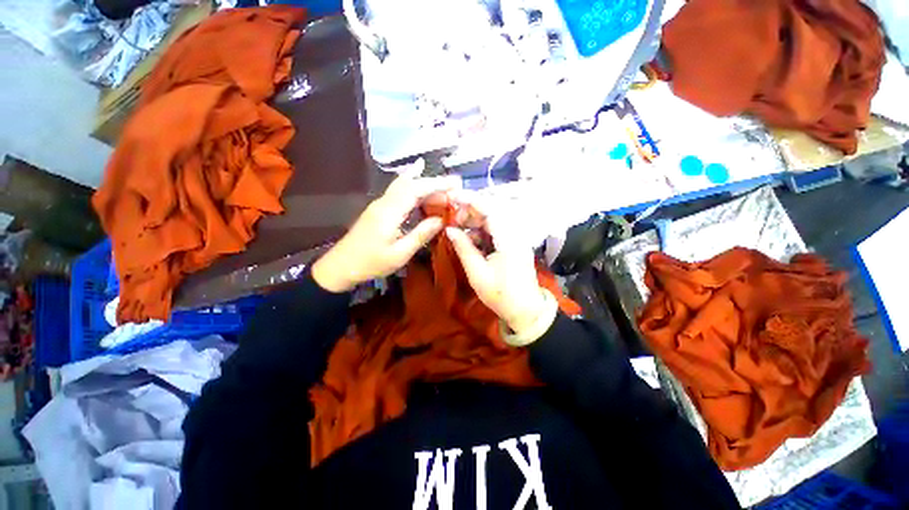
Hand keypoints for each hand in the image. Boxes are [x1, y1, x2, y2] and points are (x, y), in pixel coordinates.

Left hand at [312, 172, 460, 292]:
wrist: (340, 266)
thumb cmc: (371, 263)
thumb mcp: (400, 253)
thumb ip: (421, 234)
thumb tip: (441, 220)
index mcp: (390, 212)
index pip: (416, 189)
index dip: (437, 184)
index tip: (455, 183)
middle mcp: (384, 202)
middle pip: (410, 183)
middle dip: (433, 182)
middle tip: (454, 186)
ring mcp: (380, 204)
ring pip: (403, 185)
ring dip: (423, 183)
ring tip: (443, 185)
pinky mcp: (378, 209)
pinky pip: (398, 191)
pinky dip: (411, 183)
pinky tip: (416, 177)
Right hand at [445, 194, 555, 342]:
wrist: (525, 310)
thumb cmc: (501, 294)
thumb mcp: (477, 273)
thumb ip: (463, 248)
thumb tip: (449, 229)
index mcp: (508, 239)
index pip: (490, 209)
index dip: (470, 200)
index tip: (452, 197)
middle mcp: (515, 232)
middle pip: (492, 210)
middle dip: (470, 211)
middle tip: (453, 220)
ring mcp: (516, 237)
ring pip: (493, 219)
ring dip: (475, 220)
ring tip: (458, 229)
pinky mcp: (514, 243)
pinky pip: (496, 229)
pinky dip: (482, 230)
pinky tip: (470, 239)